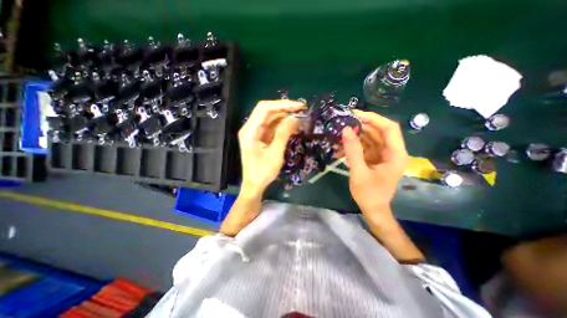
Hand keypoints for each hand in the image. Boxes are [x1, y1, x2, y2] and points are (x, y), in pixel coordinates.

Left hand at [238, 101, 302, 197]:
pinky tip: (293, 127)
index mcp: (250, 130)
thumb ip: (283, 133)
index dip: (282, 105)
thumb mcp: (275, 153)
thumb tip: (294, 118)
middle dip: (284, 109)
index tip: (298, 106)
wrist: (255, 186)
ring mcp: (255, 133)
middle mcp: (251, 128)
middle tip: (301, 110)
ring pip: (271, 119)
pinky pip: (272, 128)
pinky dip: (282, 126)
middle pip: (267, 112)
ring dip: (285, 118)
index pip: (264, 108)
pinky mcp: (260, 138)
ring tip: (300, 119)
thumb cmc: (263, 172)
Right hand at [341, 110, 407, 218]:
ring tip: (338, 137)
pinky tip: (340, 150)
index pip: (388, 128)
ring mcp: (382, 155)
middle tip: (342, 124)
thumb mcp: (359, 172)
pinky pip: (364, 147)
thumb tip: (345, 129)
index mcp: (395, 154)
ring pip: (369, 138)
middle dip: (360, 127)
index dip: (373, 118)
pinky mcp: (374, 158)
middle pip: (377, 131)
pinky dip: (352, 147)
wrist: (372, 209)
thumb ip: (353, 150)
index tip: (355, 114)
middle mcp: (391, 151)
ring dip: (354, 137)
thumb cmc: (369, 193)